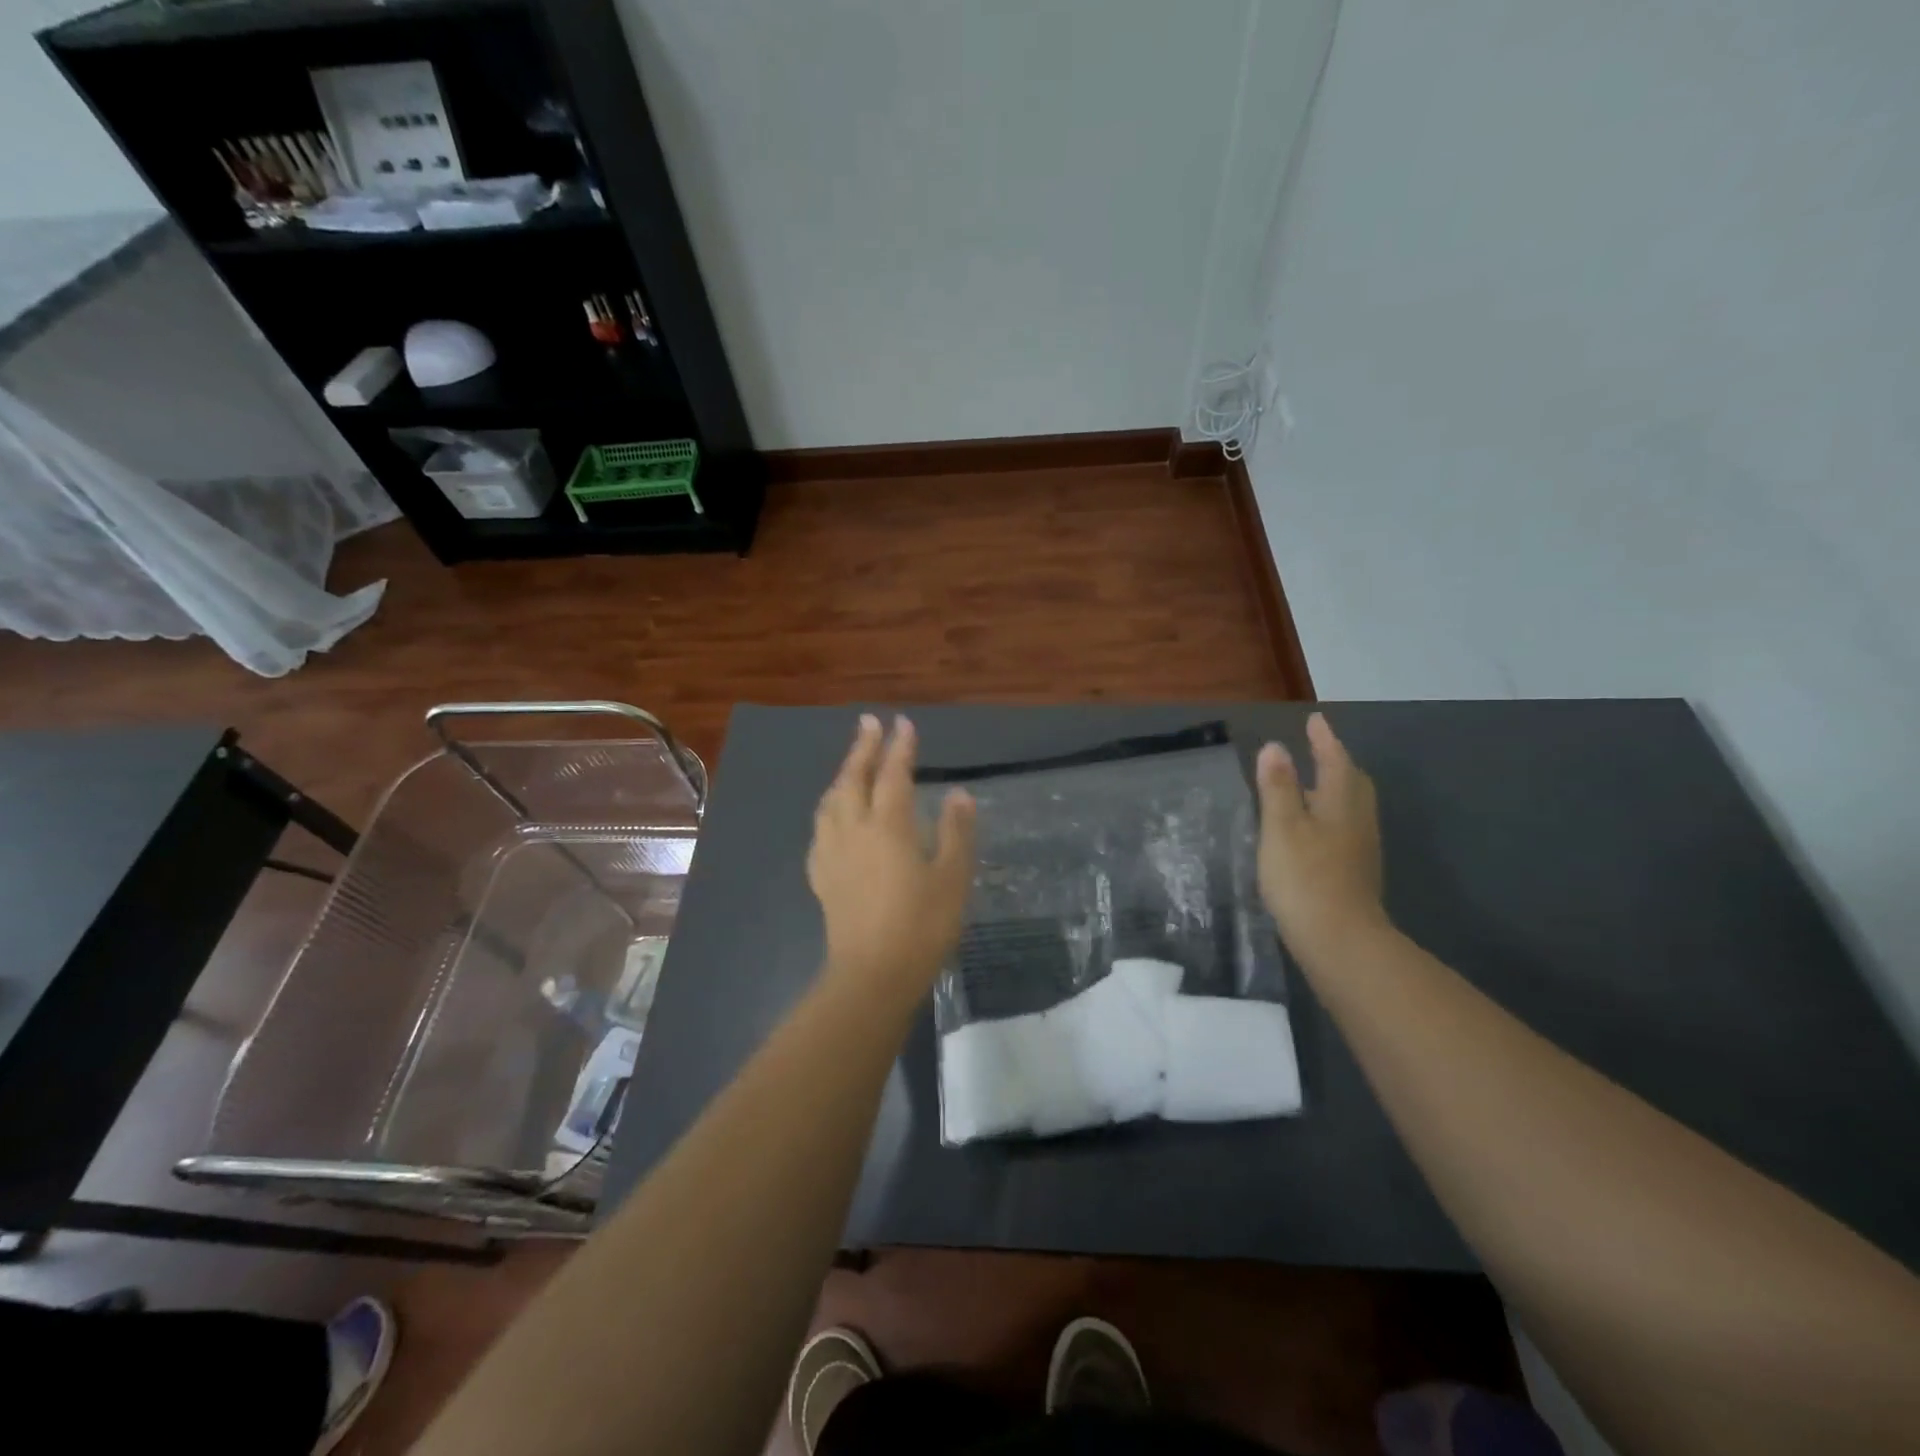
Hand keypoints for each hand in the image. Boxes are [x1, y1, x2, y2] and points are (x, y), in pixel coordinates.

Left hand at [808, 714, 976, 1002]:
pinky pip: (820, 830)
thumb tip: (958, 794)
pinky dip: (828, 810)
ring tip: (849, 765)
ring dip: (841, 775)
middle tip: (868, 723)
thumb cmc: (921, 925)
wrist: (873, 974)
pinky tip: (832, 818)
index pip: (893, 775)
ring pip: (831, 801)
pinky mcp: (821, 876)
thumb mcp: (952, 879)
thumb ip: (956, 832)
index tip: (902, 723)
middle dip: (862, 748)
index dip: (899, 748)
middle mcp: (854, 830)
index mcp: (889, 826)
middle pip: (854, 779)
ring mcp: (832, 853)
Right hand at [1256, 713, 1387, 961]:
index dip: (1324, 740)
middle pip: (1352, 782)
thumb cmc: (1305, 878)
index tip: (1315, 720)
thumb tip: (1275, 747)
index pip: (1335, 761)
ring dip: (1334, 788)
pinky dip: (1330, 813)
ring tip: (1312, 782)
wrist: (1339, 941)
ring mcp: (1360, 849)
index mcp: (1341, 804)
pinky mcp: (1354, 872)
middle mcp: (1357, 821)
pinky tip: (1313, 827)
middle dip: (1336, 761)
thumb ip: (1278, 787)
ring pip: (1351, 806)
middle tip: (1319, 748)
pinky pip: (1345, 827)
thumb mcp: (1282, 827)